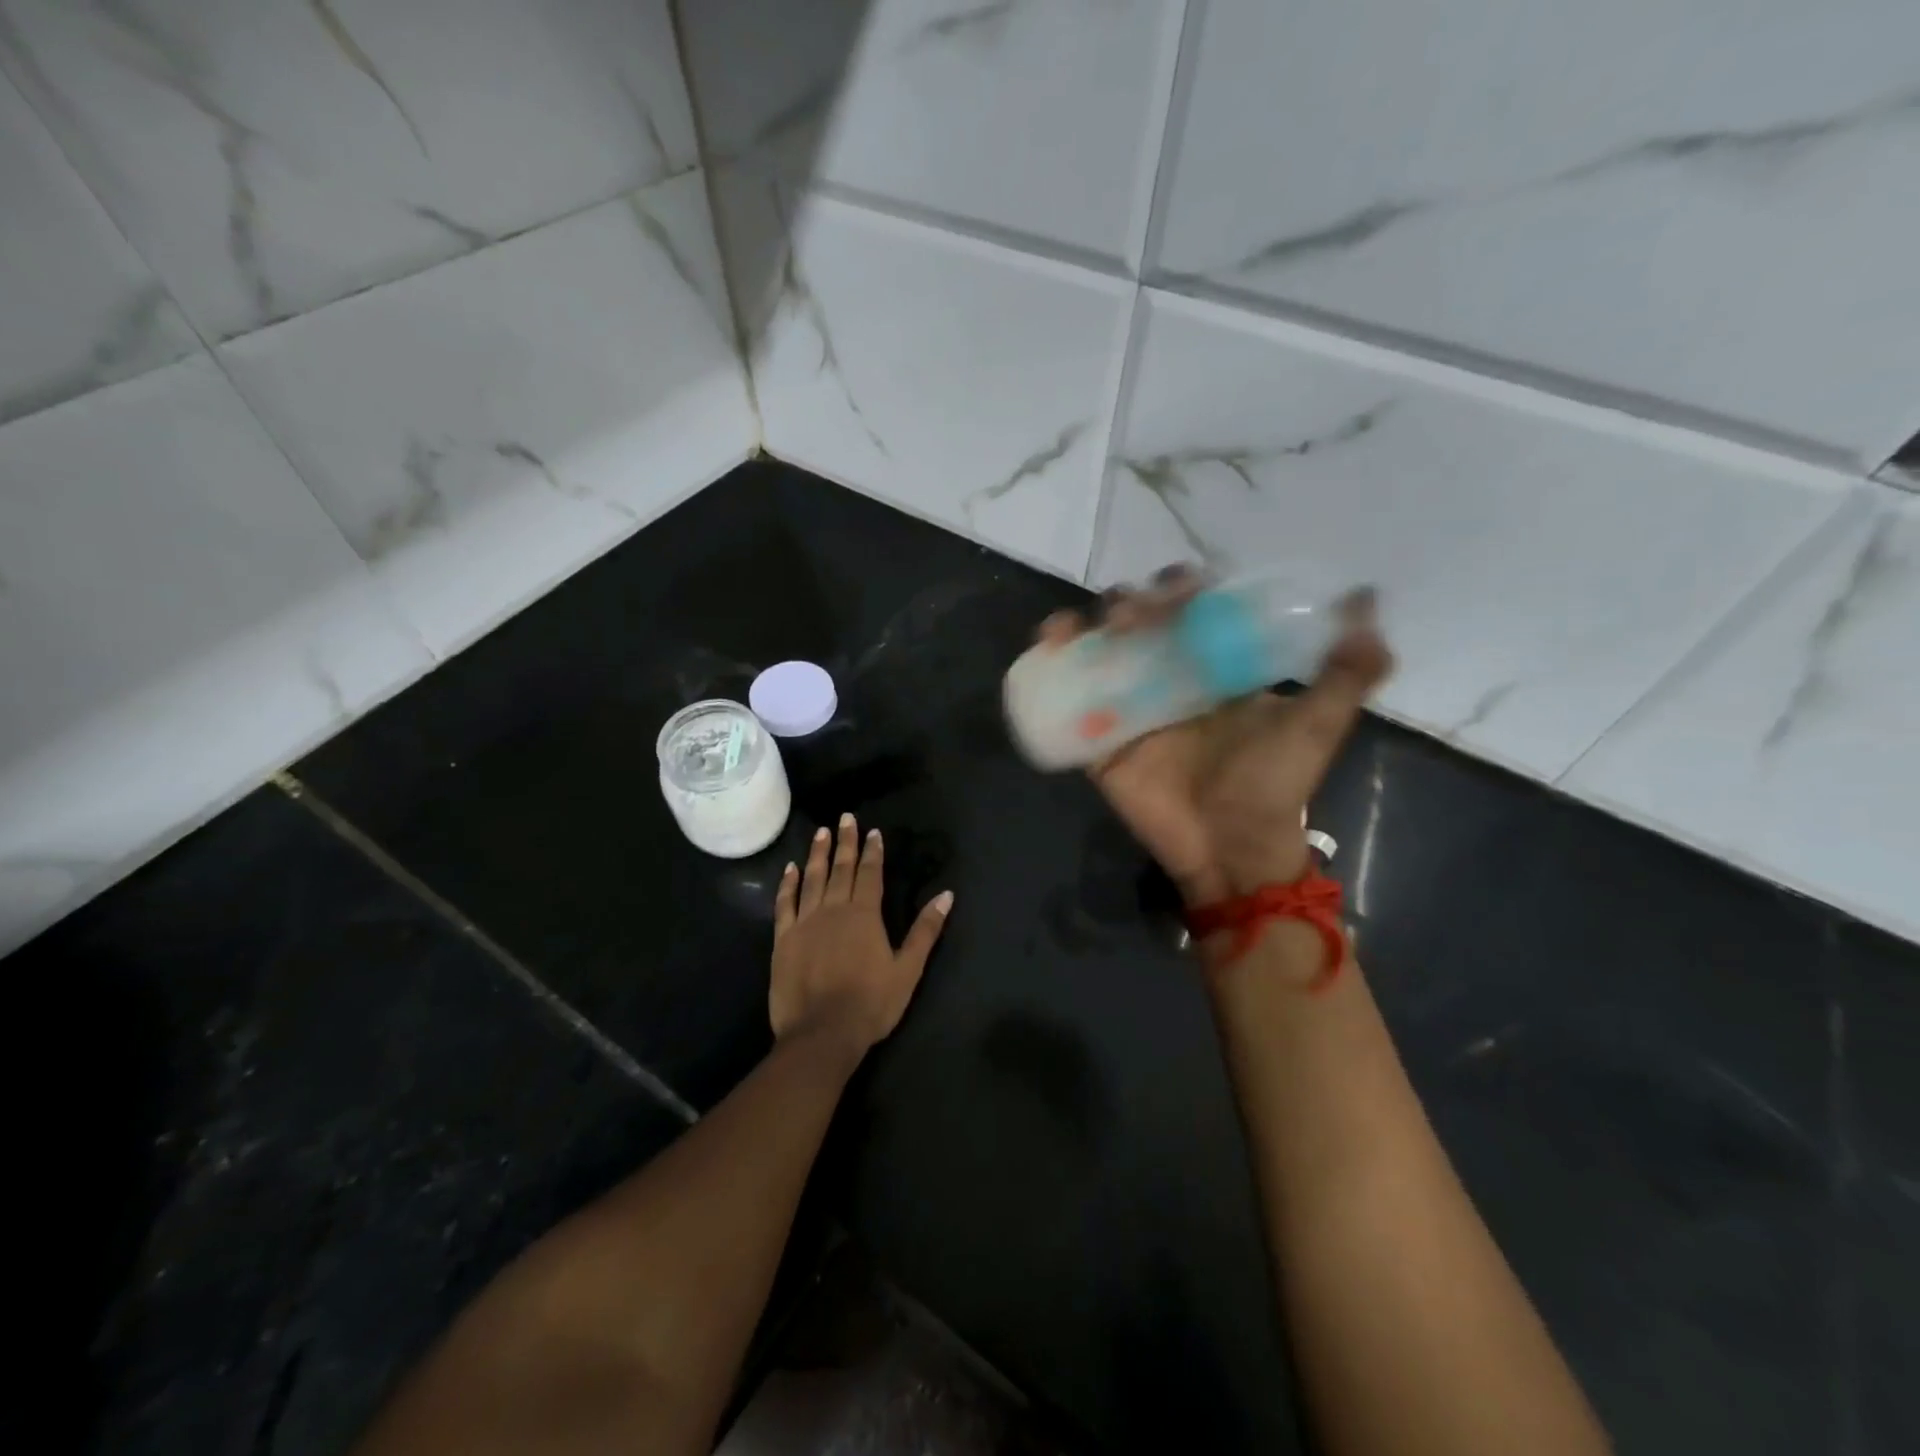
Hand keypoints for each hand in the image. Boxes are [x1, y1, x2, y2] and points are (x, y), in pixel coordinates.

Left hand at [770, 812, 953, 1053]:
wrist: (821, 1034)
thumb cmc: (871, 1004)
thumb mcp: (908, 969)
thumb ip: (925, 930)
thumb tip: (946, 895)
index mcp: (864, 915)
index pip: (871, 874)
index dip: (873, 851)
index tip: (873, 831)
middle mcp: (834, 909)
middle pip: (841, 869)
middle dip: (845, 842)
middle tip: (845, 818)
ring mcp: (805, 922)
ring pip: (812, 879)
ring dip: (817, 854)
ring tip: (821, 833)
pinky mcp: (784, 939)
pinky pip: (785, 903)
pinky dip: (788, 884)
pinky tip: (790, 869)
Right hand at [1038, 570, 1392, 906]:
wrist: (1230, 847)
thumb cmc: (1273, 784)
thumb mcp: (1317, 724)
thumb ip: (1346, 670)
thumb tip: (1366, 599)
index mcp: (1213, 667)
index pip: (1192, 609)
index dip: (1183, 588)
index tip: (1185, 589)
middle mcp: (1167, 677)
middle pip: (1138, 621)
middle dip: (1131, 604)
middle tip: (1135, 617)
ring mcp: (1129, 705)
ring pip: (1099, 649)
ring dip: (1086, 623)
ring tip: (1080, 624)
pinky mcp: (1099, 738)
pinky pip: (1069, 696)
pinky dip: (1053, 663)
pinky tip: (1049, 641)